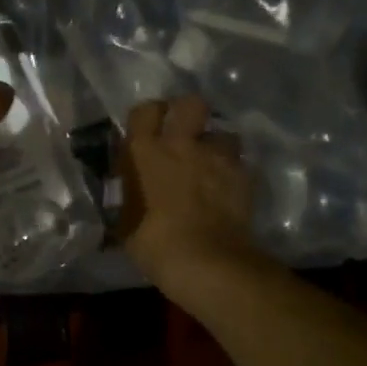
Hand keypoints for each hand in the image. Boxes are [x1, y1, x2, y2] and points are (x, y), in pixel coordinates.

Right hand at [123, 95, 263, 303]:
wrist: (205, 261)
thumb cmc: (153, 242)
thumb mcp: (124, 221)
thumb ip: (126, 196)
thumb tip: (124, 190)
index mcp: (145, 150)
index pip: (144, 111)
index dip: (149, 114)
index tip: (150, 125)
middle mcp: (182, 144)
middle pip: (191, 104)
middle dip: (190, 111)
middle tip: (186, 131)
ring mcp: (216, 157)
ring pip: (223, 133)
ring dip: (217, 145)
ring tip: (213, 162)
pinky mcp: (242, 176)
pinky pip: (239, 164)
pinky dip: (234, 172)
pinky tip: (229, 188)